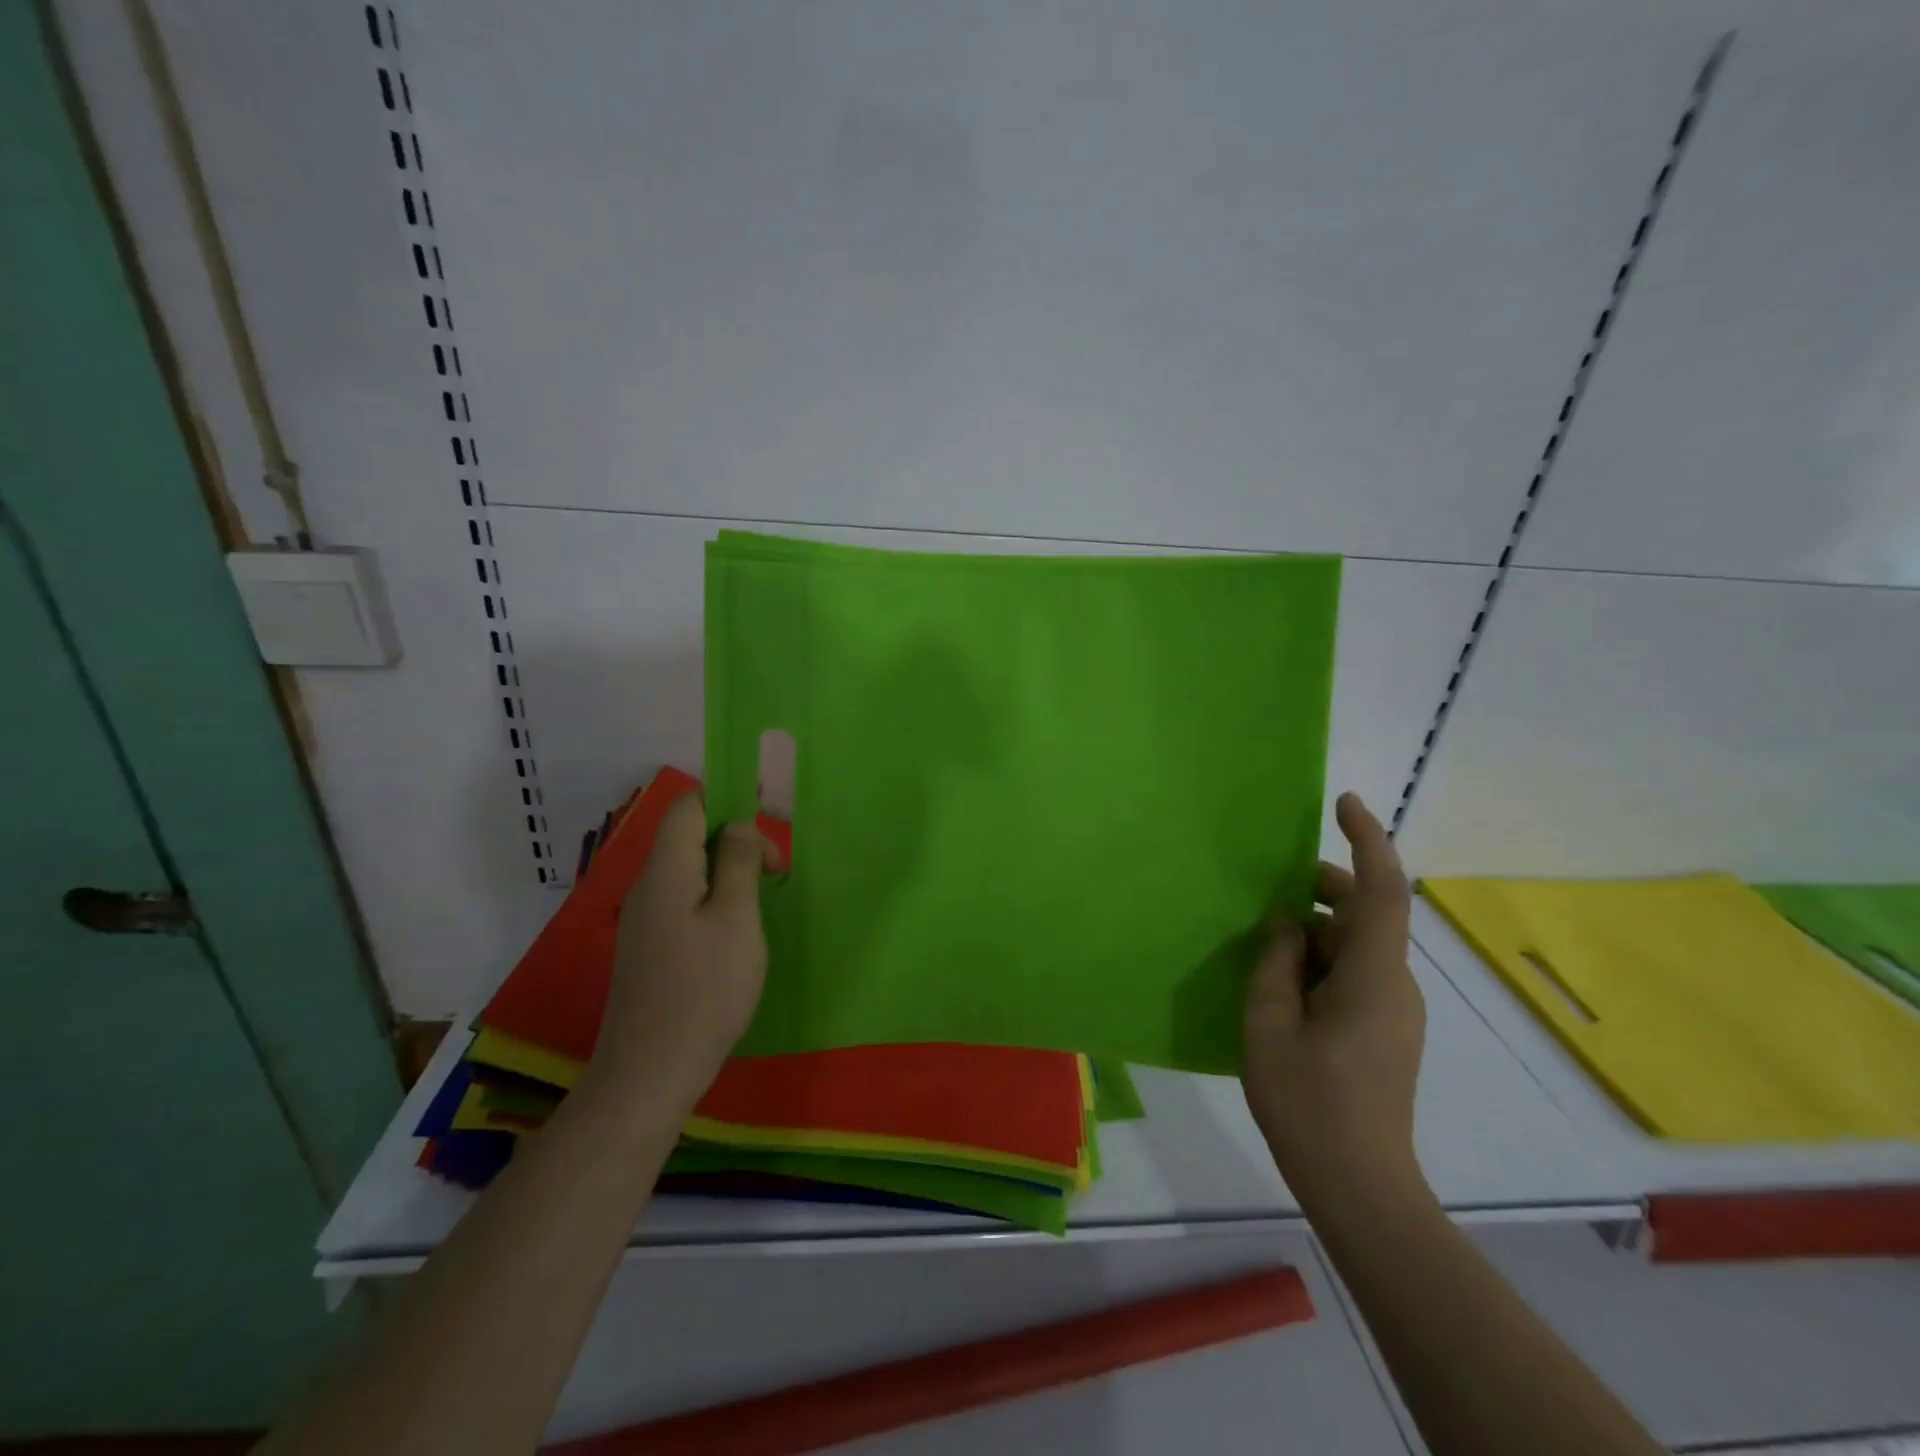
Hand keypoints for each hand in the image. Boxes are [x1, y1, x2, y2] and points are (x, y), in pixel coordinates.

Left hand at [590, 792, 774, 1107]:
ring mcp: (644, 919)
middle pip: (689, 835)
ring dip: (728, 871)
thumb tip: (738, 827)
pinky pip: (683, 900)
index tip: (768, 822)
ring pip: (689, 870)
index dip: (728, 799)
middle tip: (776, 872)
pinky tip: (736, 931)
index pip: (689, 805)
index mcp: (666, 869)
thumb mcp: (736, 917)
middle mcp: (648, 886)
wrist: (651, 1071)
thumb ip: (738, 862)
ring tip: (762, 898)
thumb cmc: (705, 988)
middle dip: (736, 840)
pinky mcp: (649, 947)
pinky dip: (714, 898)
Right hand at [1242, 792, 1425, 1203]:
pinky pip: (1355, 974)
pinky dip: (1320, 960)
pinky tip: (1280, 982)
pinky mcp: (1386, 1031)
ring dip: (1315, 930)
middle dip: (1322, 888)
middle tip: (1268, 885)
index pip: (1382, 891)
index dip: (1368, 840)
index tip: (1343, 803)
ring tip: (1262, 939)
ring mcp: (1395, 1010)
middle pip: (1367, 914)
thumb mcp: (1268, 1024)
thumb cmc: (1309, 1103)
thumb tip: (1286, 927)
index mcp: (1373, 977)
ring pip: (1358, 946)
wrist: (1361, 1188)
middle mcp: (1396, 985)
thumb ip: (1274, 963)